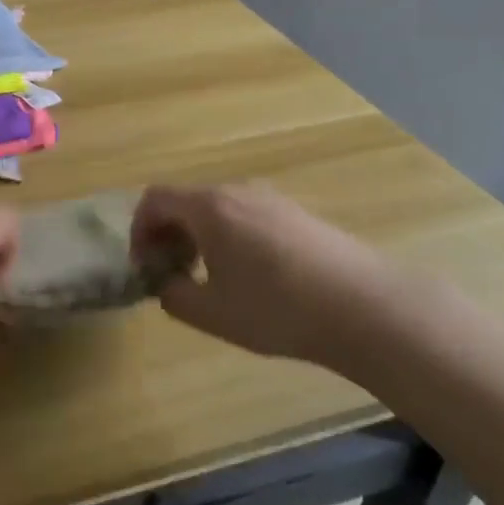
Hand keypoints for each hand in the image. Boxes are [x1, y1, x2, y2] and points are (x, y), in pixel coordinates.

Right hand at [132, 182, 431, 367]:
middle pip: (186, 201)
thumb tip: (167, 284)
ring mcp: (271, 199)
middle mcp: (237, 191)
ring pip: (218, 208)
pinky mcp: (298, 213)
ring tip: (209, 276)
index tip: (145, 265)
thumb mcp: (212, 313)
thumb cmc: (277, 309)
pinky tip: (251, 275)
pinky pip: (247, 214)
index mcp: (209, 207)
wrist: (364, 307)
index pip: (155, 199)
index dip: (139, 230)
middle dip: (169, 233)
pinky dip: (229, 235)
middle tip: (172, 273)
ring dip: (199, 235)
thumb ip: (174, 296)